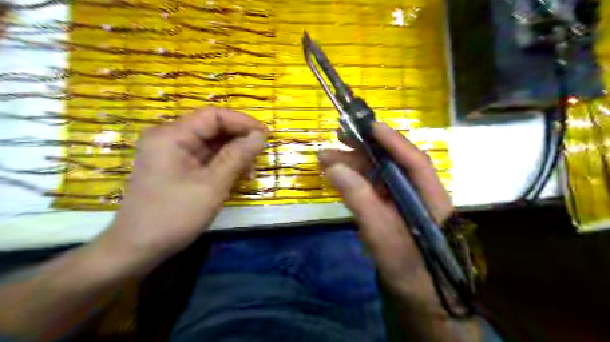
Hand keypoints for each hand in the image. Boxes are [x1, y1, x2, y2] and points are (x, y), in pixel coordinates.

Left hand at [90, 108, 264, 272]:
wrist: (138, 249)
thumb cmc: (174, 215)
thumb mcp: (212, 185)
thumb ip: (237, 157)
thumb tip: (260, 136)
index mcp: (172, 135)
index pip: (213, 115)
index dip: (242, 122)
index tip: (266, 136)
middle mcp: (170, 138)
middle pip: (212, 128)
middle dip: (239, 139)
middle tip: (260, 156)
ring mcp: (172, 153)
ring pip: (211, 144)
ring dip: (233, 154)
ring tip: (250, 171)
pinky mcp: (176, 167)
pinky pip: (205, 158)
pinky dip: (223, 164)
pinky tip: (236, 176)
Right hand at [320, 123, 451, 298]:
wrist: (418, 295)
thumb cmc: (407, 267)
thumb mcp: (380, 234)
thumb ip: (359, 199)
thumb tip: (334, 166)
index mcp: (430, 195)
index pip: (414, 160)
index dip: (392, 140)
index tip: (368, 125)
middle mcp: (419, 191)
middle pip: (393, 162)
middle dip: (365, 148)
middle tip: (339, 136)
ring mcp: (405, 198)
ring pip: (380, 172)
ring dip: (355, 163)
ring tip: (327, 158)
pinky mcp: (392, 207)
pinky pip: (374, 186)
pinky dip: (356, 179)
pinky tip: (339, 176)